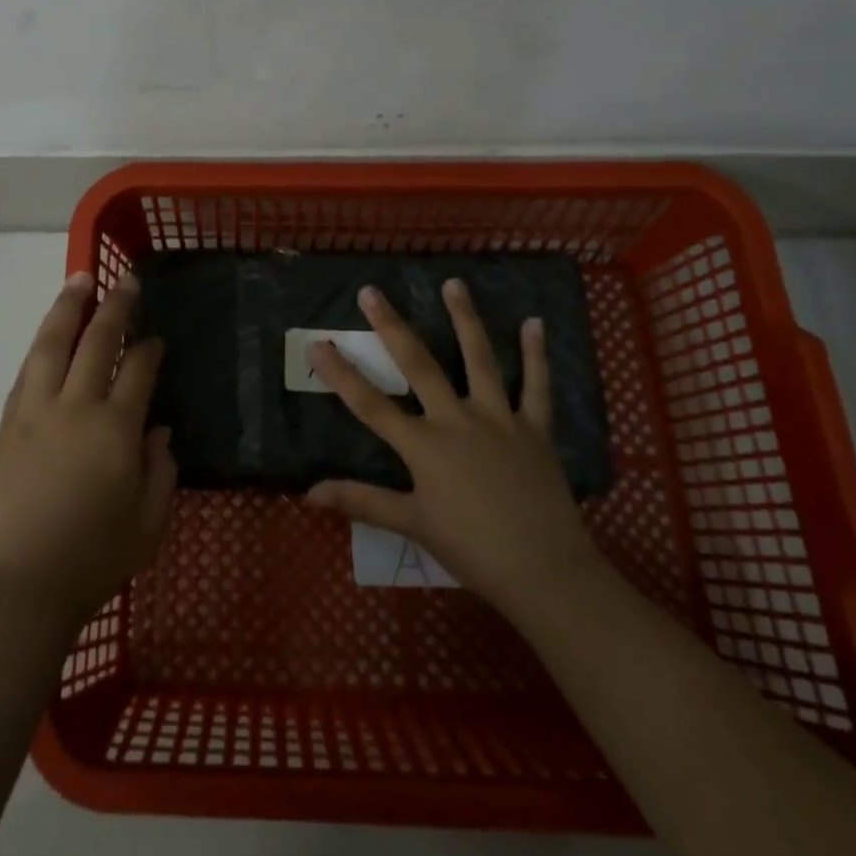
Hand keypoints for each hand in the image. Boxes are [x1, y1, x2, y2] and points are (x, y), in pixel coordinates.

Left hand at [0, 272, 175, 629]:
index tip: (157, 337)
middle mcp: (74, 408)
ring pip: (51, 345)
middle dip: (114, 306)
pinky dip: (40, 346)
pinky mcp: (5, 427)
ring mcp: (34, 413)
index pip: (138, 369)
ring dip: (67, 309)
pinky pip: (26, 372)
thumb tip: (158, 433)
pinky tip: (47, 338)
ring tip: (77, 281)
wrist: (14, 588)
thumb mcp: (148, 526)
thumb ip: (161, 473)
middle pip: (96, 342)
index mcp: (115, 429)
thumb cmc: (91, 562)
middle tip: (124, 281)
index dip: (150, 348)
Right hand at [306, 280, 602, 616]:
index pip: (370, 403)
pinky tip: (534, 323)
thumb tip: (309, 493)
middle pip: (418, 364)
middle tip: (372, 292)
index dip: (340, 373)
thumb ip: (362, 501)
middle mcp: (457, 420)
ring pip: (479, 359)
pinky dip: (536, 354)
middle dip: (391, 326)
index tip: (317, 344)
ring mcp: (499, 419)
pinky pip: (536, 386)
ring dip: (465, 319)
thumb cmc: (472, 550)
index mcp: (424, 446)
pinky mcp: (534, 428)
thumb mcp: (413, 525)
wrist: (545, 572)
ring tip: (453, 283)